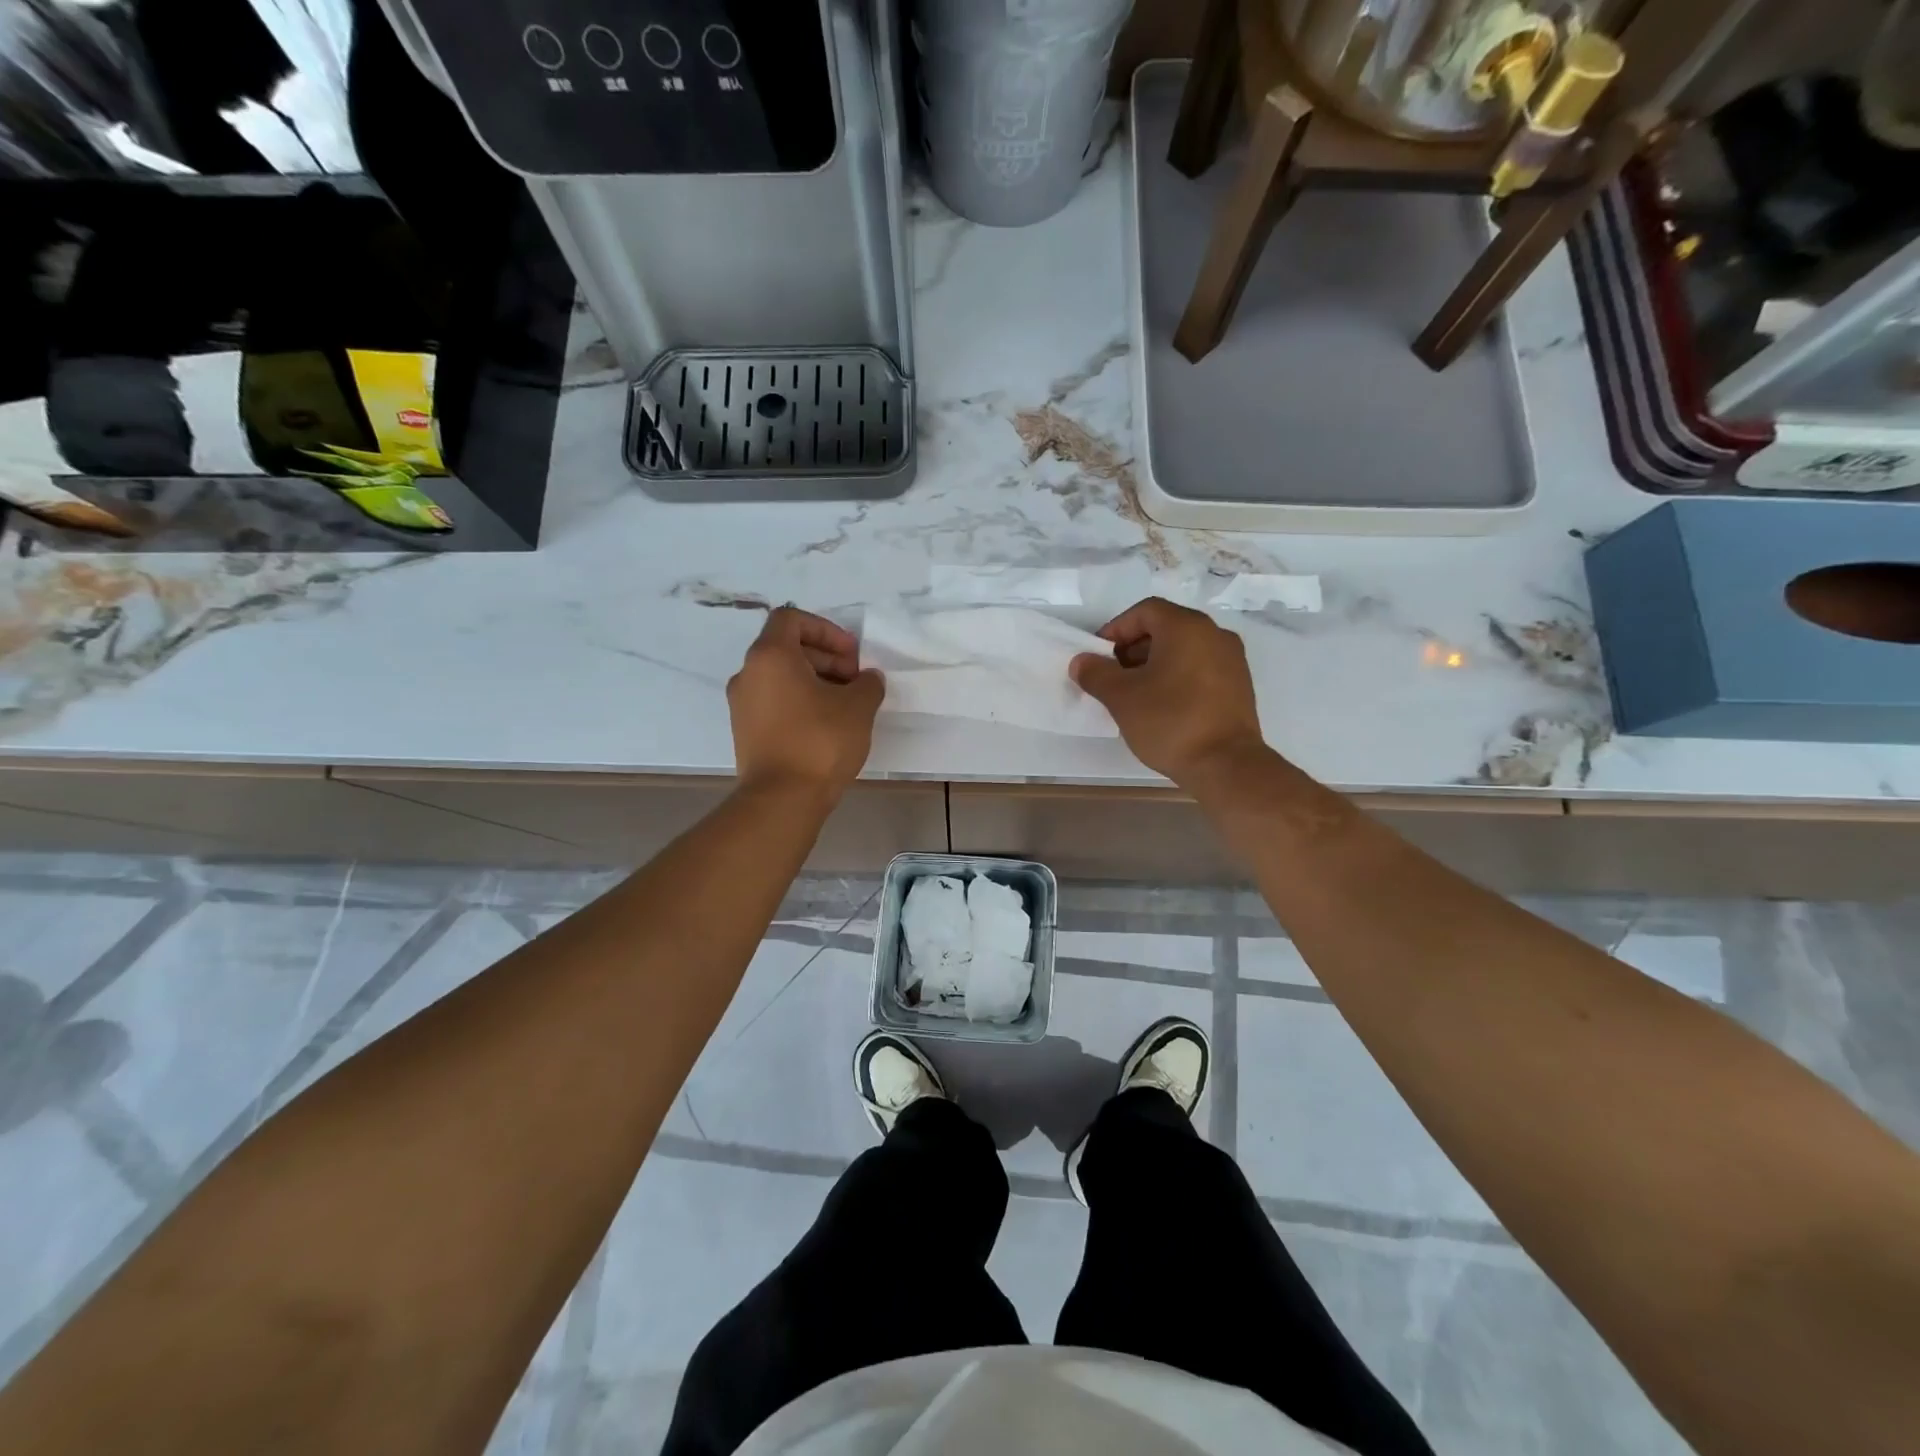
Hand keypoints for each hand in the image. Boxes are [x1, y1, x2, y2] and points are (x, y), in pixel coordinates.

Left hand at [728, 607, 884, 800]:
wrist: (782, 799)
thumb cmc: (820, 742)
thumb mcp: (859, 706)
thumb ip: (867, 683)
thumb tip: (867, 679)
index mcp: (770, 656)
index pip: (792, 619)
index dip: (826, 630)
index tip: (852, 655)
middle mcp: (748, 674)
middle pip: (787, 648)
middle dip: (826, 658)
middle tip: (855, 681)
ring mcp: (742, 705)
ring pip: (781, 677)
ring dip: (815, 681)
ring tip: (845, 705)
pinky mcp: (745, 732)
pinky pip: (774, 702)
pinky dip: (799, 702)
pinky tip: (827, 726)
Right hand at [1071, 598, 1267, 788]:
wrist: (1226, 765)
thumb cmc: (1170, 721)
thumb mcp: (1121, 697)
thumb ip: (1096, 673)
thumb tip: (1082, 661)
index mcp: (1186, 627)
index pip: (1144, 611)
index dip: (1116, 629)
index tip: (1098, 656)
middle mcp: (1214, 634)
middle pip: (1165, 628)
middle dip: (1133, 649)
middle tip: (1112, 676)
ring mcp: (1232, 660)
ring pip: (1183, 650)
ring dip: (1154, 665)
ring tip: (1134, 695)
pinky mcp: (1239, 686)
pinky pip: (1200, 669)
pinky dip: (1177, 677)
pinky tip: (1162, 706)